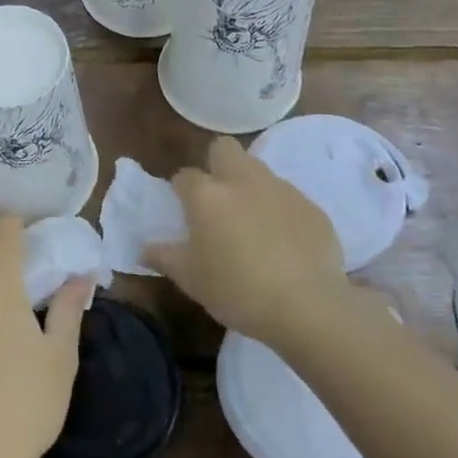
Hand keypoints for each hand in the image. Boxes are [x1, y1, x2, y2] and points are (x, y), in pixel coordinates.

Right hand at [144, 136, 347, 341]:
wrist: (308, 308)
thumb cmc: (237, 291)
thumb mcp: (191, 279)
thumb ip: (165, 257)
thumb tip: (145, 249)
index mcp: (207, 195)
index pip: (185, 175)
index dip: (181, 190)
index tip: (184, 211)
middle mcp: (242, 181)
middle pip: (225, 148)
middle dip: (217, 163)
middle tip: (217, 198)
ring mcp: (281, 190)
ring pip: (259, 170)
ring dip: (250, 186)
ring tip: (252, 223)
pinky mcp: (312, 207)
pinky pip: (289, 198)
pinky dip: (281, 211)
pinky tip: (284, 242)